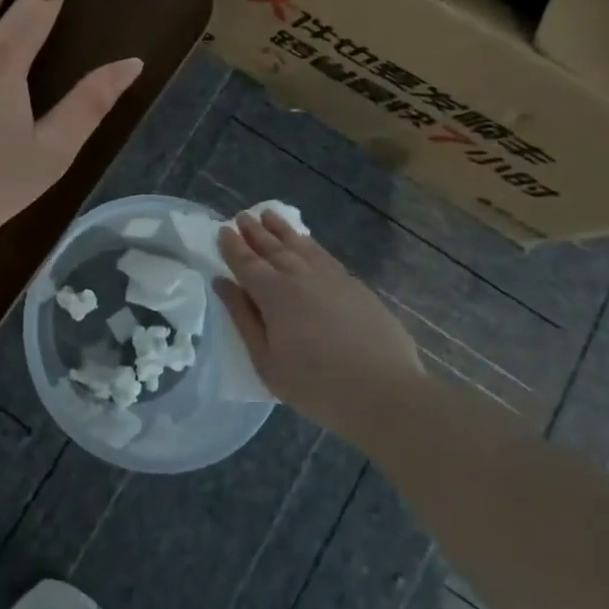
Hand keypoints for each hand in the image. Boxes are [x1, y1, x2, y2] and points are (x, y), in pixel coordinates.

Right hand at [215, 210, 425, 433]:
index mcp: (273, 293)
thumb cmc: (316, 385)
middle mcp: (300, 276)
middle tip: (242, 216)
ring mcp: (331, 277)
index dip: (232, 246)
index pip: (246, 262)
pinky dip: (309, 243)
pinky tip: (306, 243)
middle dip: (254, 231)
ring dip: (282, 230)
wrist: (385, 393)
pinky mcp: (356, 286)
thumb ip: (243, 319)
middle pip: (272, 247)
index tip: (222, 231)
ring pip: (300, 245)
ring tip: (269, 215)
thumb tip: (223, 284)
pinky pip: (324, 254)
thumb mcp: (266, 361)